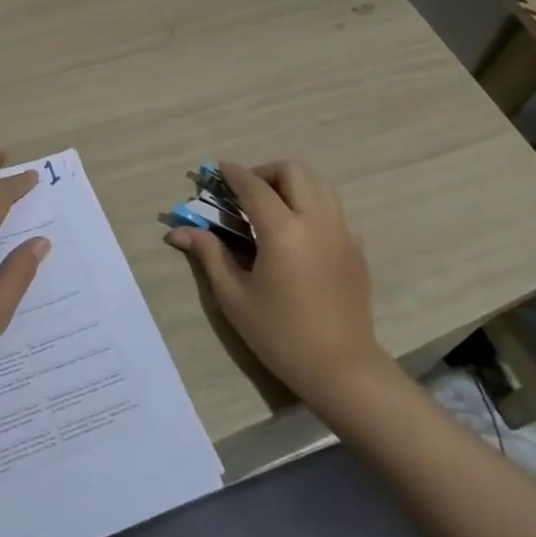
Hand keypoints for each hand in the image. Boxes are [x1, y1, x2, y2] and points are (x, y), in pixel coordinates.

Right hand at [165, 160, 396, 403]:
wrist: (340, 366)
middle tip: (245, 193)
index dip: (234, 174)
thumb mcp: (235, 296)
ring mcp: (343, 232)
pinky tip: (296, 232)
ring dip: (291, 184)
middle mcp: (317, 221)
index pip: (255, 187)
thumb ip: (210, 254)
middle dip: (265, 172)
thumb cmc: (280, 333)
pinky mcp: (356, 247)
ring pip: (319, 184)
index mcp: (283, 231)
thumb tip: (179, 231)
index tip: (218, 170)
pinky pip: (333, 208)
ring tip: (270, 207)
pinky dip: (312, 204)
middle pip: (294, 171)